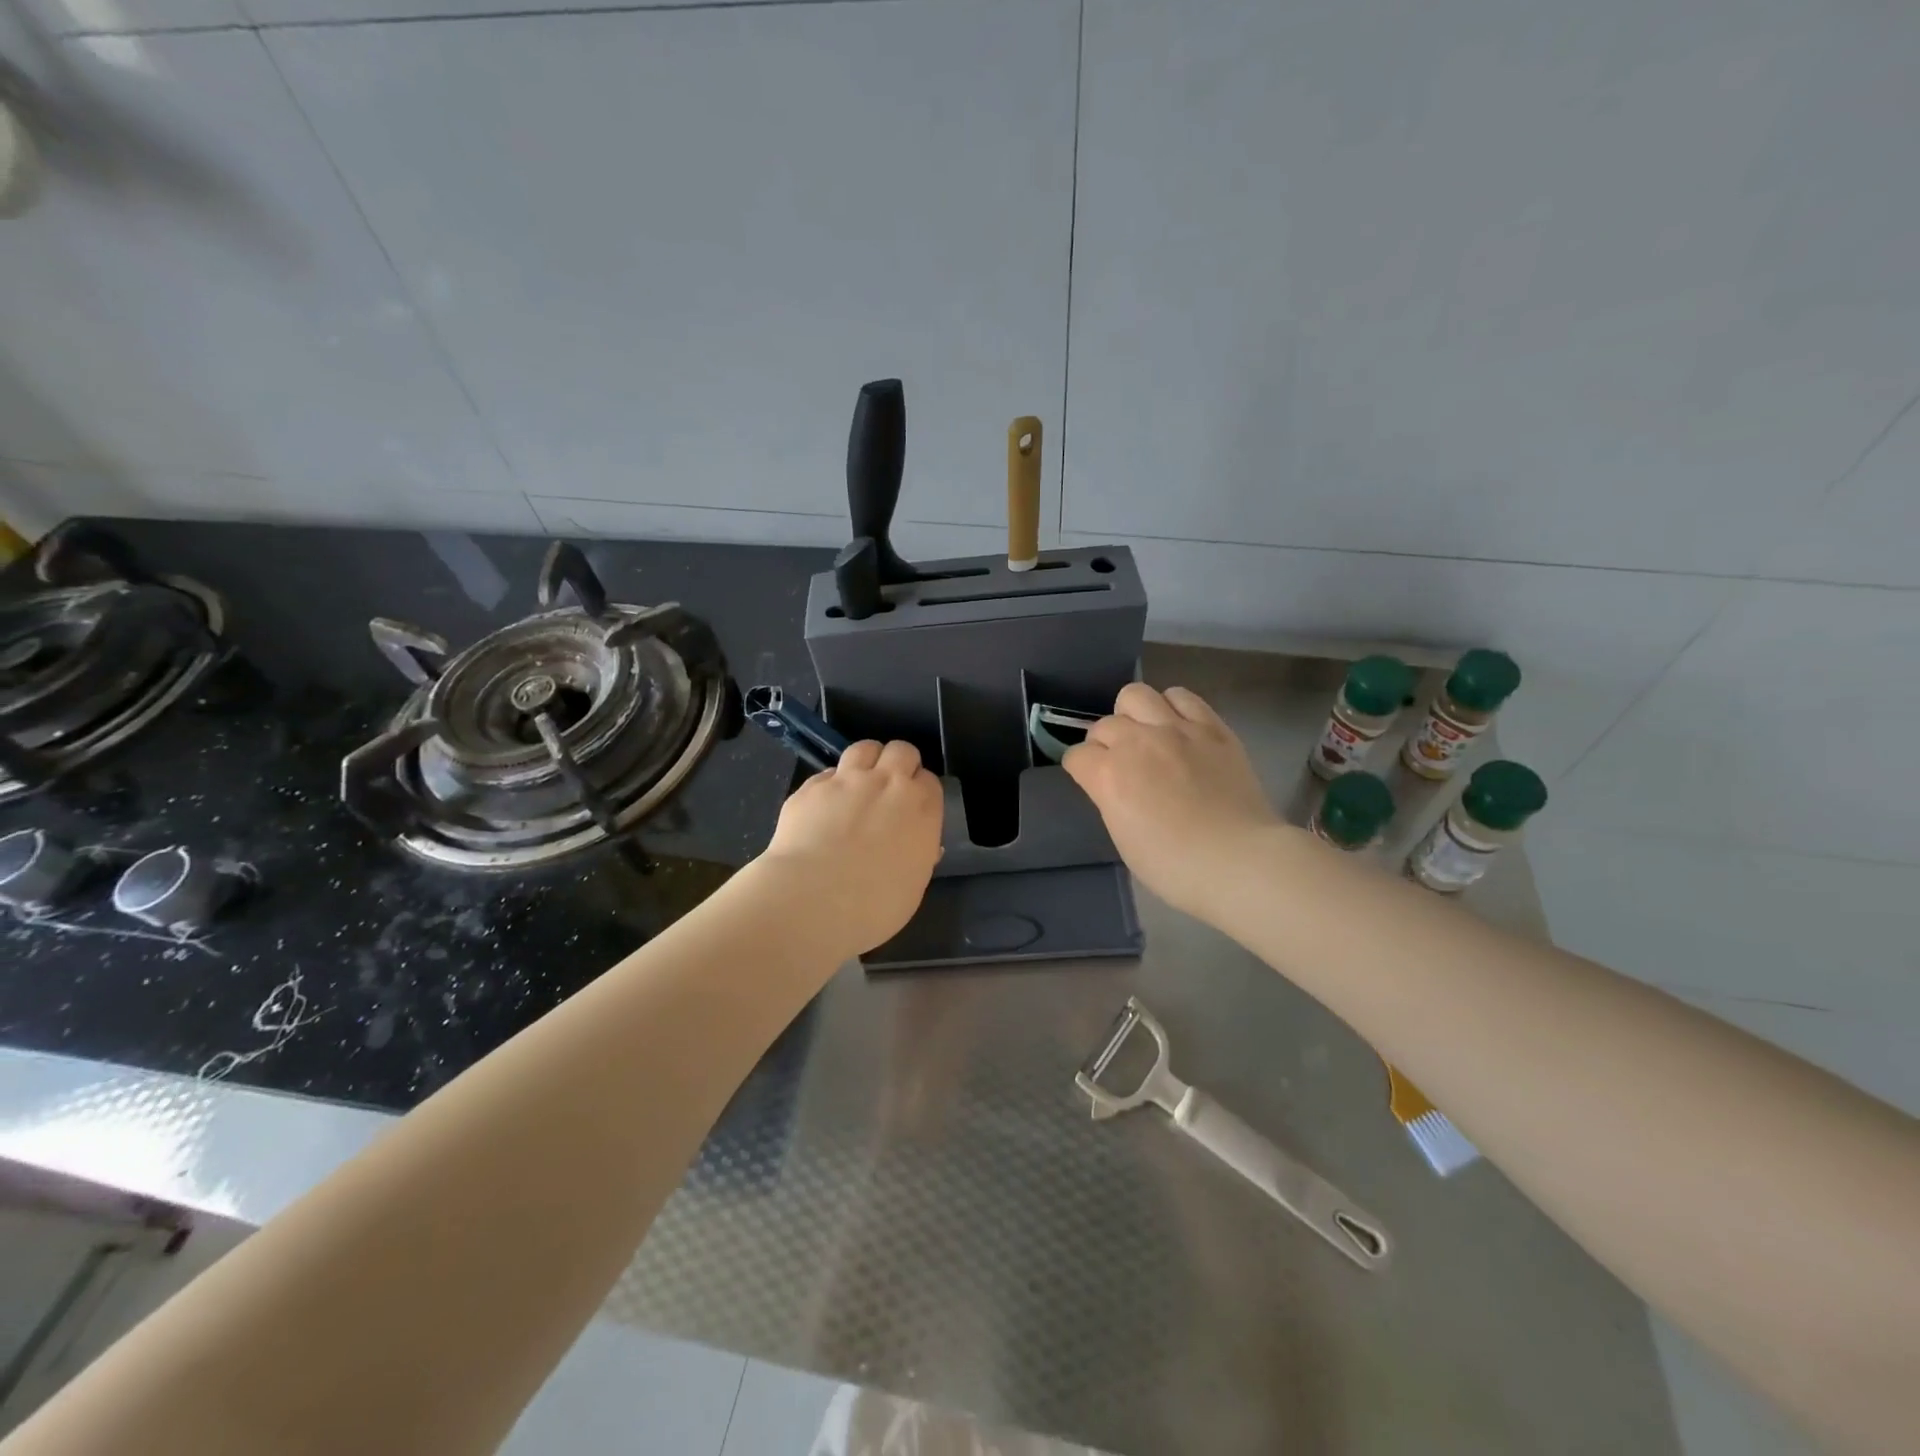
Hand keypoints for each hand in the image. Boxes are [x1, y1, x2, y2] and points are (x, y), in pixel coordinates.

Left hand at [759, 740, 943, 954]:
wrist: (813, 900)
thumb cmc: (874, 906)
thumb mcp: (912, 886)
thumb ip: (918, 856)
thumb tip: (918, 845)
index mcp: (921, 808)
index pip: (929, 781)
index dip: (920, 791)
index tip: (913, 809)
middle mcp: (888, 783)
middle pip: (902, 750)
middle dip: (898, 764)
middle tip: (889, 789)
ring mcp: (847, 780)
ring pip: (865, 748)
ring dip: (866, 761)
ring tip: (858, 785)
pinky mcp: (811, 786)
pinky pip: (828, 773)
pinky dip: (830, 785)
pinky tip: (823, 808)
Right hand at [1063, 684, 1279, 920]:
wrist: (1240, 860)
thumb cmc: (1175, 866)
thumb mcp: (1124, 839)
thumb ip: (1111, 800)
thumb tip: (1115, 785)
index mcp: (1109, 775)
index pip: (1077, 756)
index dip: (1081, 770)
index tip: (1093, 782)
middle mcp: (1137, 742)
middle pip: (1104, 724)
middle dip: (1104, 743)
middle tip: (1121, 764)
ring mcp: (1176, 729)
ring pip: (1136, 695)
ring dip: (1133, 714)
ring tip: (1146, 735)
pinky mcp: (1211, 727)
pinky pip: (1182, 697)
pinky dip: (1172, 707)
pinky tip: (1178, 727)